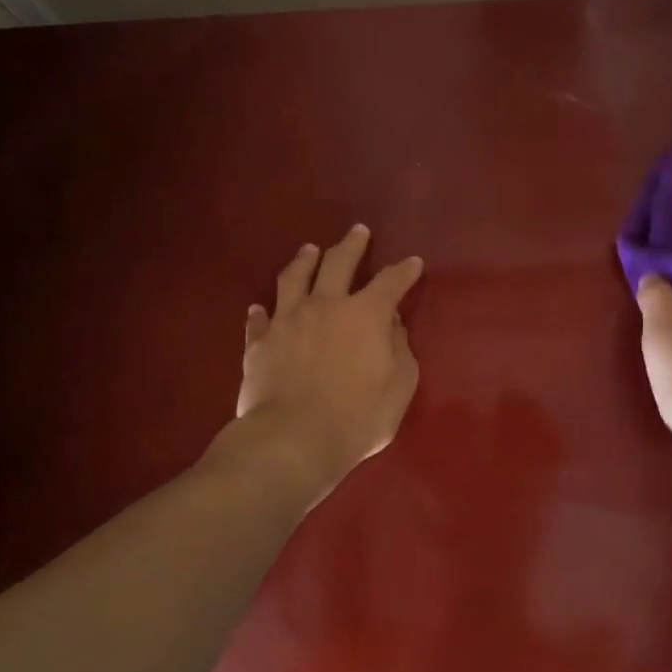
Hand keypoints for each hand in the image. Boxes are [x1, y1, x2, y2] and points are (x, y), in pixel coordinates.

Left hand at [234, 223, 423, 502]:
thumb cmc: (358, 417)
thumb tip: (391, 326)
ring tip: (309, 249)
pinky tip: (259, 308)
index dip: (404, 271)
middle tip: (358, 231)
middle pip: (338, 263)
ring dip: (304, 261)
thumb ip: (399, 350)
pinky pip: (259, 320)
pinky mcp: (259, 344)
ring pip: (294, 279)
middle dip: (351, 245)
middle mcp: (325, 305)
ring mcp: (287, 321)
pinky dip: (261, 312)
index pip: (391, 282)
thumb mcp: (400, 385)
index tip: (412, 263)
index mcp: (365, 314)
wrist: (293, 440)